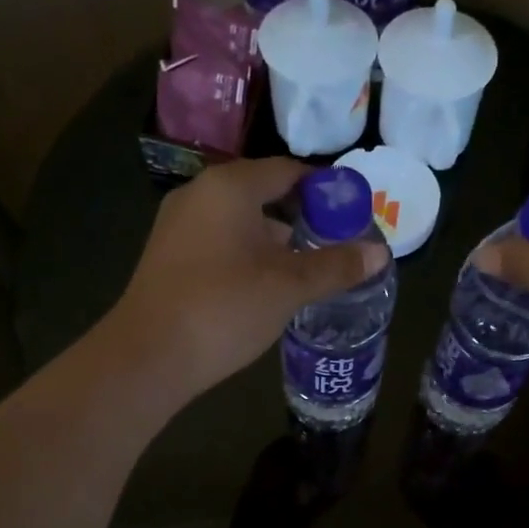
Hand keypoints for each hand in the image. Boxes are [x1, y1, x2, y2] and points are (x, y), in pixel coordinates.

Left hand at [101, 157, 386, 407]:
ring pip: (240, 220)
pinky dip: (249, 253)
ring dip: (275, 238)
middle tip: (337, 243)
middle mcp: (200, 194)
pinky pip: (220, 241)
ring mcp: (179, 225)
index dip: (325, 190)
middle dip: (303, 216)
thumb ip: (335, 266)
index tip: (354, 214)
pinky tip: (266, 284)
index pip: (288, 171)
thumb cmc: (224, 308)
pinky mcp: (169, 256)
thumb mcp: (288, 287)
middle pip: (263, 193)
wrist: (148, 356)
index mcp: (230, 187)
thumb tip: (380, 253)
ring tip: (308, 267)